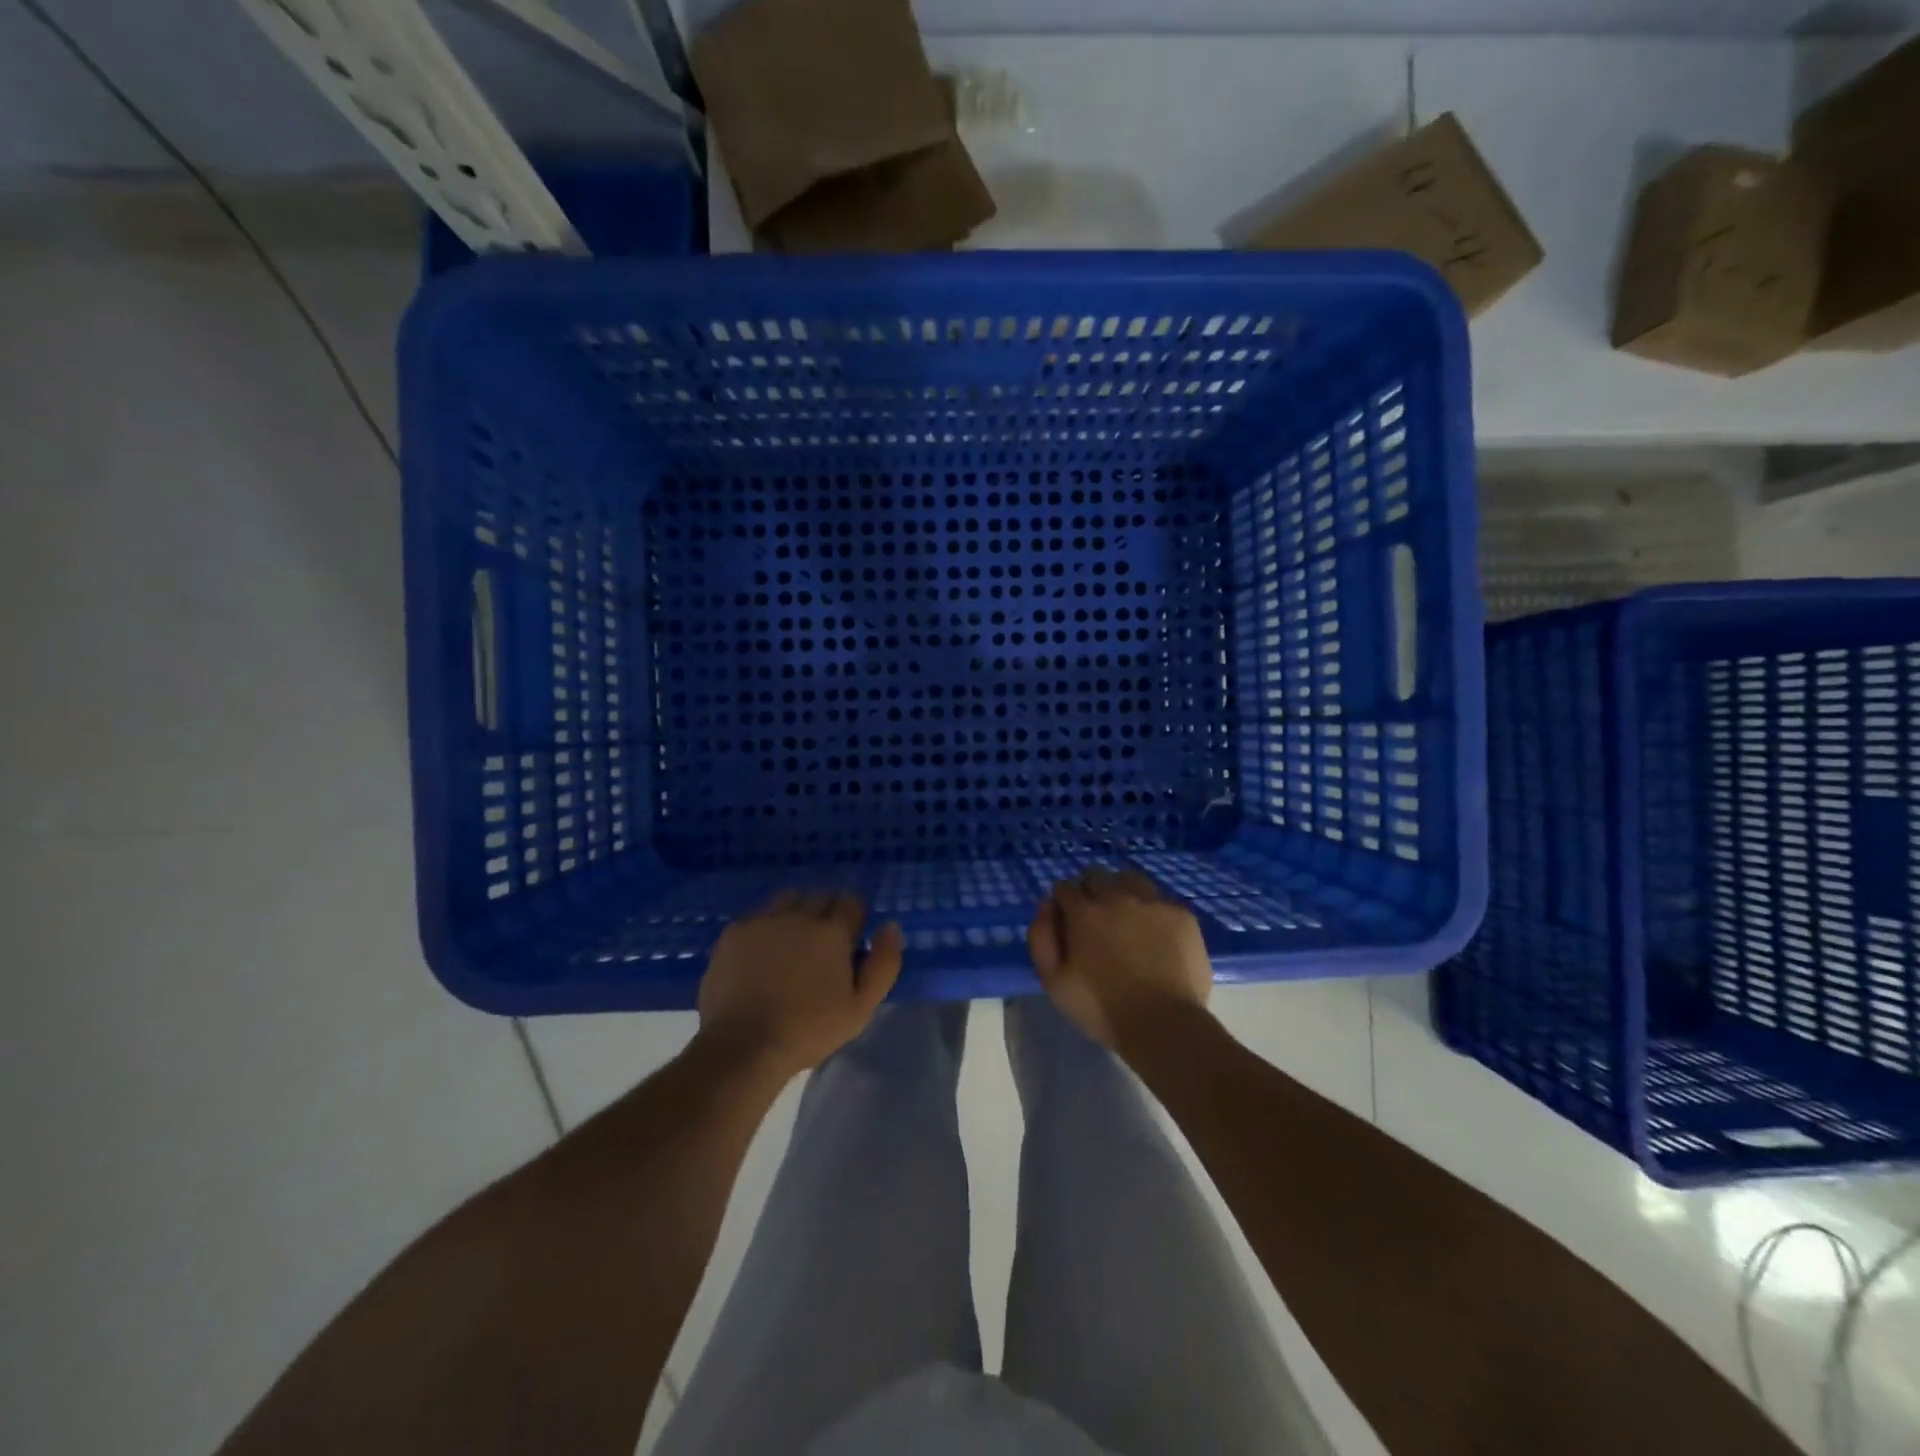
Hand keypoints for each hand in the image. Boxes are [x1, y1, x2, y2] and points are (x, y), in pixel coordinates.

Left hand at [697, 891, 903, 1077]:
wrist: (743, 1047)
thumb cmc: (809, 1030)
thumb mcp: (861, 1007)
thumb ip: (884, 963)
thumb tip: (890, 926)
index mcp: (832, 931)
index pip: (851, 900)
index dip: (854, 919)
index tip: (849, 942)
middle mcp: (799, 914)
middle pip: (820, 896)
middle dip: (826, 914)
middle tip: (822, 947)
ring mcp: (763, 920)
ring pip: (788, 899)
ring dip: (796, 912)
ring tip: (792, 943)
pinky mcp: (733, 932)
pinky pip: (758, 915)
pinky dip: (766, 926)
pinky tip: (762, 954)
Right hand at [1027, 868, 1212, 1049]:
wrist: (1164, 1024)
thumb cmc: (1102, 1008)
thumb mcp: (1053, 981)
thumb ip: (1041, 937)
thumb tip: (1047, 905)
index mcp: (1084, 912)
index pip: (1065, 887)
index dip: (1064, 904)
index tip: (1069, 923)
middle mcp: (1117, 896)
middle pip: (1096, 876)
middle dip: (1090, 892)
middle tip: (1096, 921)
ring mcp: (1153, 902)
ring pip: (1130, 878)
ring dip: (1122, 891)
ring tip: (1127, 918)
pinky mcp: (1181, 914)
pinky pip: (1160, 899)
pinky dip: (1152, 909)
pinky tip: (1155, 933)